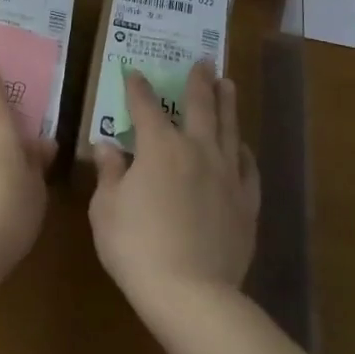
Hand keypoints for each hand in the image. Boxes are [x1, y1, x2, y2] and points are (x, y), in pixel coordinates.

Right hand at [88, 61, 258, 320]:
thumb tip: (108, 146)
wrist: (192, 293)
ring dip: (227, 103)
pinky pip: (248, 167)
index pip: (145, 106)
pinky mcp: (246, 202)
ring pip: (230, 128)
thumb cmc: (137, 247)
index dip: (138, 87)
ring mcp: (226, 174)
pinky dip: (244, 151)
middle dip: (198, 81)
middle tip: (204, 60)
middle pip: (199, 106)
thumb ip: (109, 173)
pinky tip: (243, 145)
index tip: (135, 72)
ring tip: (228, 84)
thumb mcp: (106, 210)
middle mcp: (197, 150)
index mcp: (159, 147)